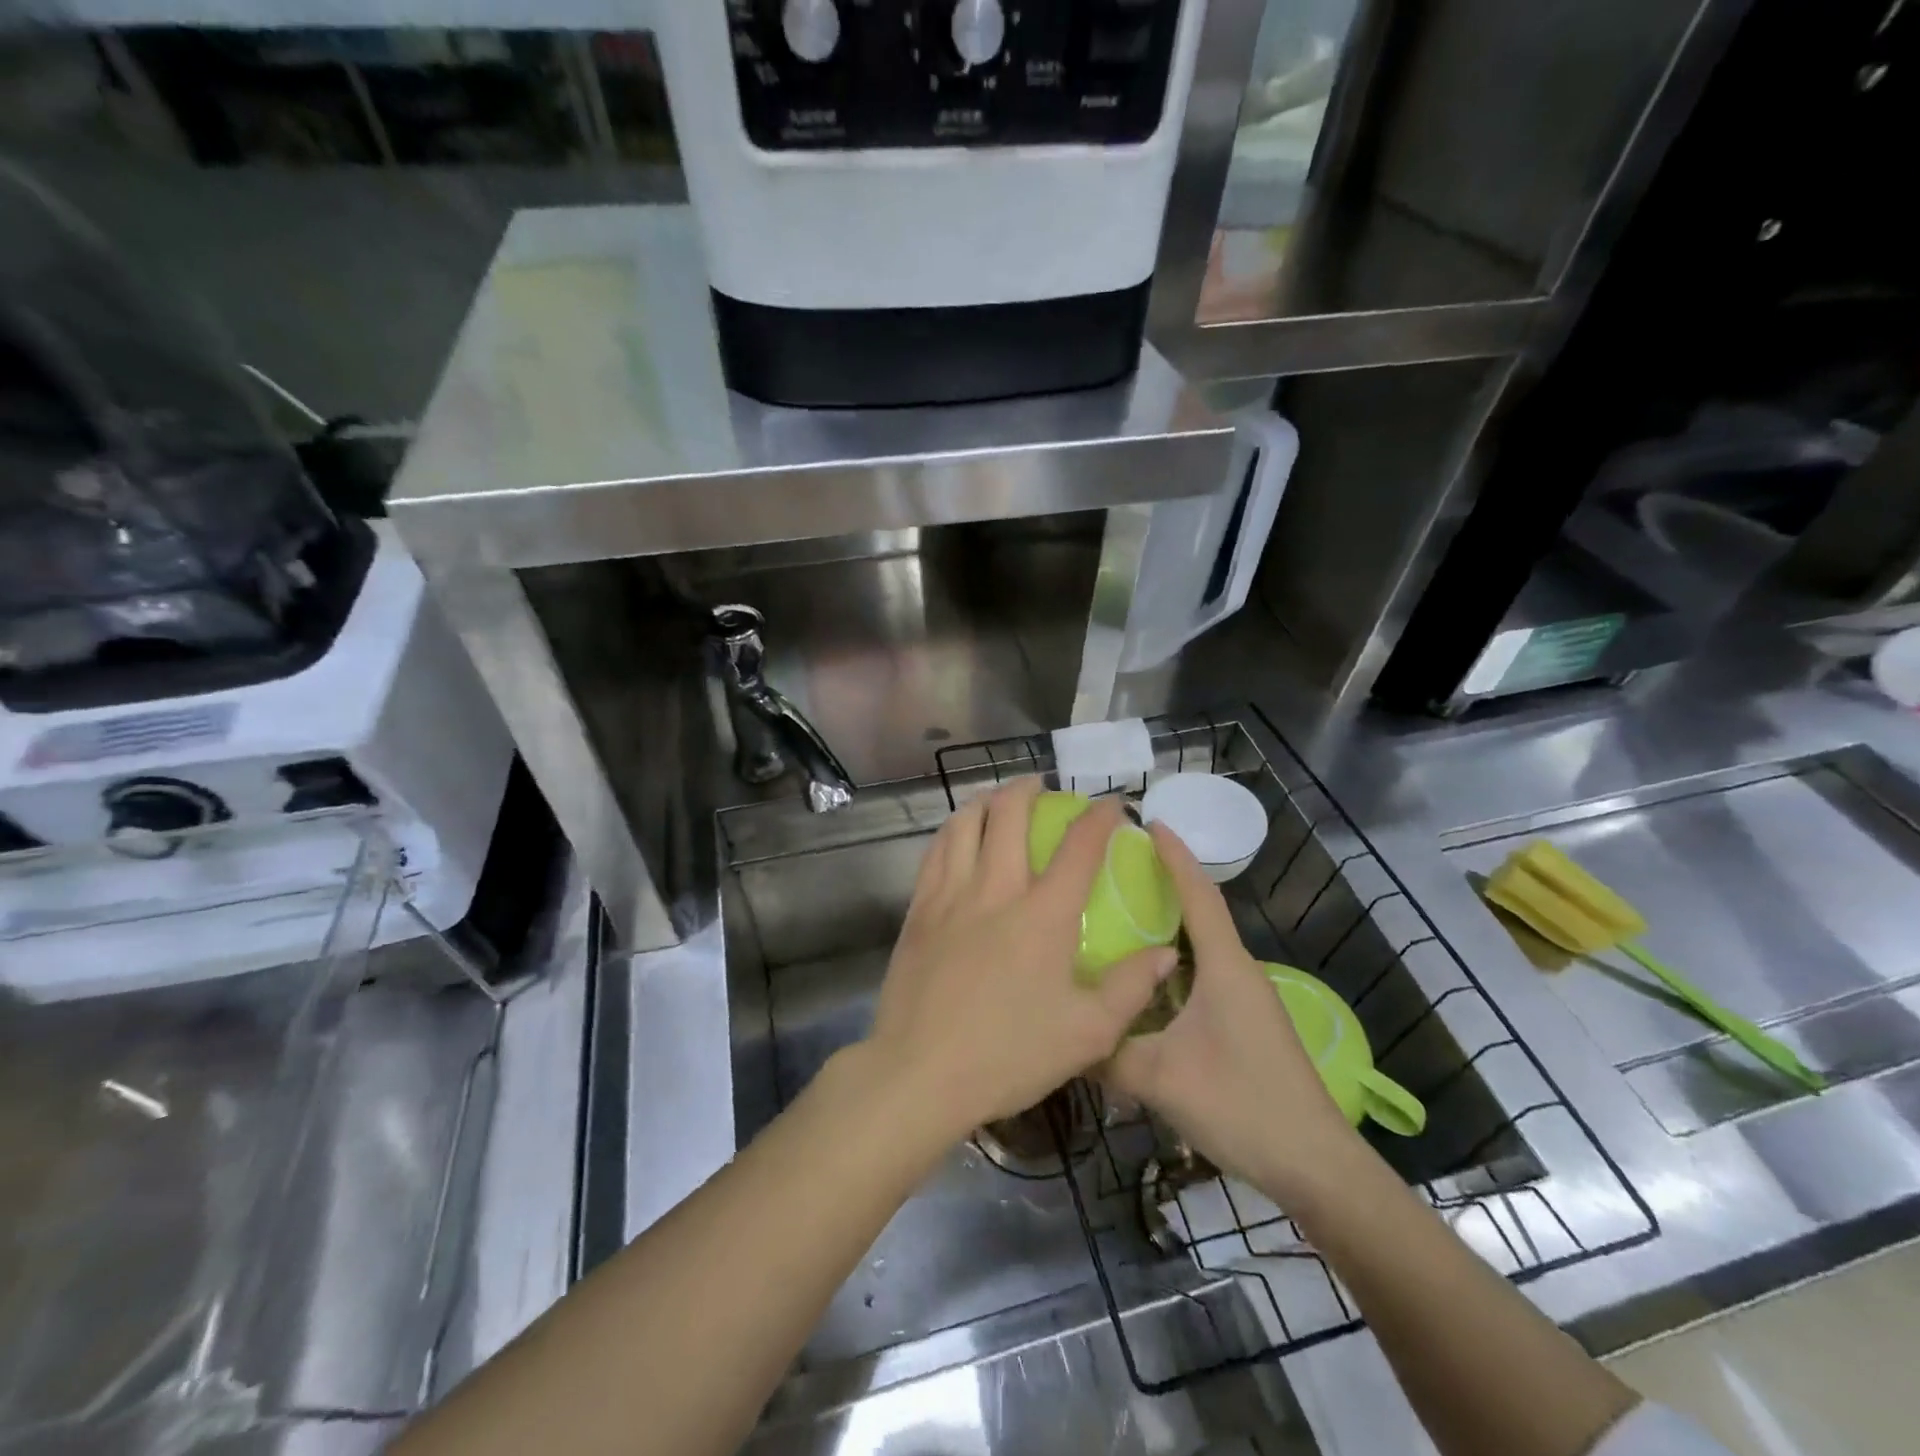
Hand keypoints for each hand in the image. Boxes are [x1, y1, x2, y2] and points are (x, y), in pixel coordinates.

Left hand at [862, 777, 1178, 1142]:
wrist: (920, 1074)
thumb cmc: (1009, 1055)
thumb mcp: (1088, 1033)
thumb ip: (1131, 988)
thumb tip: (1165, 952)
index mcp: (1043, 913)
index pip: (1079, 845)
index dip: (1100, 816)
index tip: (1111, 804)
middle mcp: (995, 888)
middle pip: (1009, 813)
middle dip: (1029, 789)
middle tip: (1042, 788)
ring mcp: (950, 895)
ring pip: (964, 822)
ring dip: (985, 800)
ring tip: (998, 799)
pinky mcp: (918, 910)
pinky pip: (935, 851)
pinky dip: (952, 830)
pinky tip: (957, 836)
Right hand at [1107, 823, 1364, 1200]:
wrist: (1315, 1166)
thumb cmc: (1242, 1104)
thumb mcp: (1160, 1078)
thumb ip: (1106, 1053)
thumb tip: (1059, 1034)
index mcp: (1224, 967)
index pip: (1198, 894)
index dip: (1174, 856)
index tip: (1148, 822)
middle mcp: (1238, 972)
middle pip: (1200, 912)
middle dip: (1164, 882)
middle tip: (1116, 868)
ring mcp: (1245, 1000)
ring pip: (1200, 947)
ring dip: (1167, 925)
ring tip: (1121, 915)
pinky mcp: (1245, 1025)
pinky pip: (1201, 976)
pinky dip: (1172, 964)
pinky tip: (1143, 981)